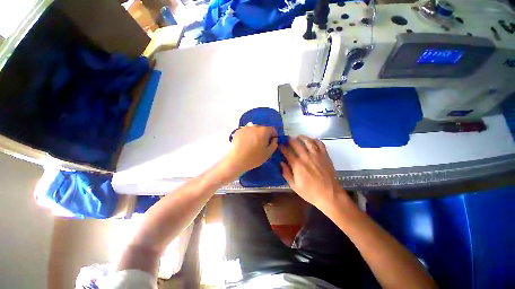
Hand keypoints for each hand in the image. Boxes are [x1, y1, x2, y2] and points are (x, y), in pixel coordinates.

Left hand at [222, 126, 277, 178]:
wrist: (237, 160)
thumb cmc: (255, 157)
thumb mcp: (268, 153)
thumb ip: (274, 144)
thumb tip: (274, 139)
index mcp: (264, 131)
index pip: (272, 129)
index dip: (273, 136)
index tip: (271, 142)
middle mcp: (255, 126)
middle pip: (263, 129)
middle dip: (264, 135)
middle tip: (261, 144)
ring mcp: (245, 128)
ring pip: (254, 130)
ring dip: (255, 134)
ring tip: (252, 144)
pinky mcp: (238, 131)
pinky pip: (246, 132)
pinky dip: (247, 135)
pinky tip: (245, 143)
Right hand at [280, 136, 346, 208]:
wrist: (329, 194)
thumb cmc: (310, 192)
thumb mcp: (294, 186)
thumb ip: (286, 173)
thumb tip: (281, 163)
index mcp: (297, 165)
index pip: (287, 152)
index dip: (282, 147)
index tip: (280, 145)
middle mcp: (306, 157)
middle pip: (297, 143)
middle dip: (290, 139)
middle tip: (287, 139)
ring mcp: (317, 155)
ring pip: (308, 141)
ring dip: (302, 137)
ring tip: (298, 137)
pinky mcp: (325, 155)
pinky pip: (320, 144)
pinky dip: (315, 140)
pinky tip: (311, 140)